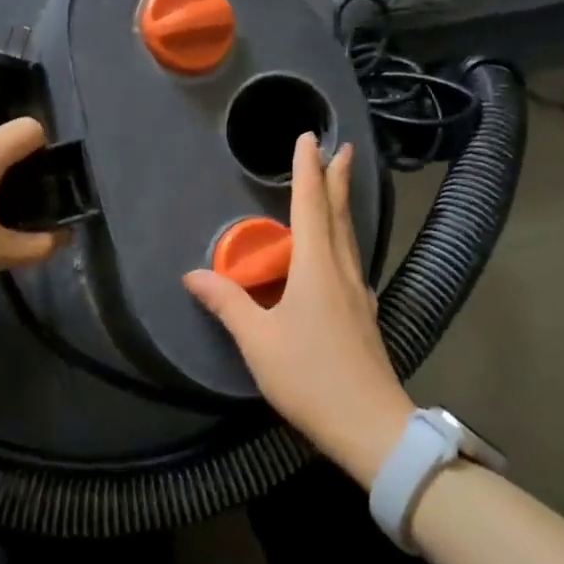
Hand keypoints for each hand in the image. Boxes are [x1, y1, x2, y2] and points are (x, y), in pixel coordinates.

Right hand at [184, 135, 413, 487]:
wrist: (370, 425)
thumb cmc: (310, 377)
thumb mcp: (259, 341)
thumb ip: (228, 304)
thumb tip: (192, 275)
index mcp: (317, 269)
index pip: (311, 206)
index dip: (308, 170)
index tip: (310, 138)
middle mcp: (342, 272)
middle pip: (339, 215)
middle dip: (337, 179)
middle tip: (343, 148)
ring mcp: (358, 294)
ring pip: (349, 237)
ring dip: (342, 206)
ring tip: (339, 187)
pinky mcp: (364, 315)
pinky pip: (351, 261)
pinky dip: (342, 239)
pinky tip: (338, 252)